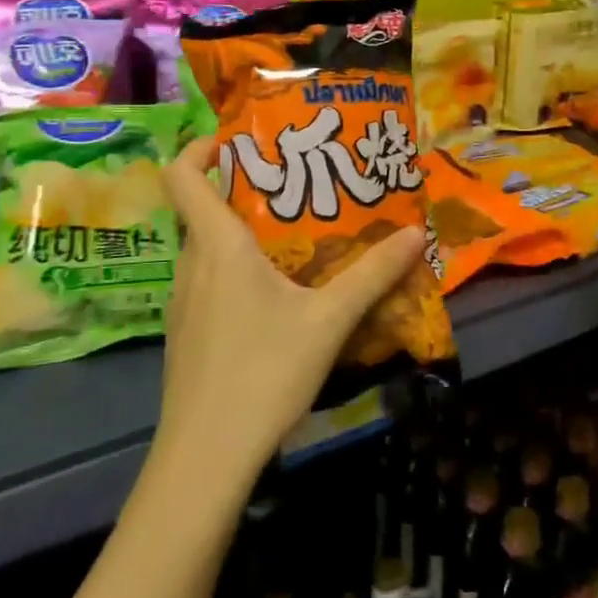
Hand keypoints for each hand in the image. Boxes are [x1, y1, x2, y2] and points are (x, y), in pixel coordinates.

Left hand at [153, 137, 425, 492]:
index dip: (202, 147)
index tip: (238, 139)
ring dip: (242, 235)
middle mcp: (192, 265)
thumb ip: (372, 274)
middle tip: (296, 189)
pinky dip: (235, 272)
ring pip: (206, 249)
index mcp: (218, 246)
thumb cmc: (264, 372)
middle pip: (203, 210)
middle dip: (244, 191)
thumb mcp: (329, 320)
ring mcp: (183, 303)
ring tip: (295, 239)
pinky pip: (208, 283)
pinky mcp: (186, 335)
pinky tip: (276, 298)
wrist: (206, 458)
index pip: (184, 176)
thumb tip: (414, 232)